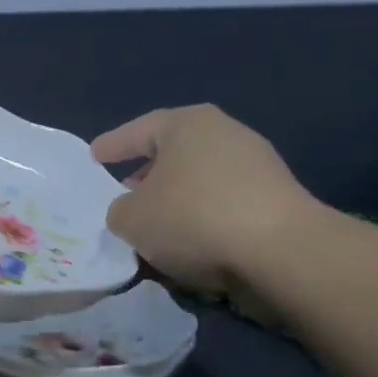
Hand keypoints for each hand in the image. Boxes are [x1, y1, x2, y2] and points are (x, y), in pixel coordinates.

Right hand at [91, 105, 315, 295]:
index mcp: (187, 124)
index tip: (94, 157)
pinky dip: (206, 222)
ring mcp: (259, 166)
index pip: (139, 130)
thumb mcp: (132, 219)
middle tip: (125, 193)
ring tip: (158, 229)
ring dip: (179, 203)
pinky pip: (227, 207)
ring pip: (202, 182)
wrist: (283, 253)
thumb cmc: (194, 218)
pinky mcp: (280, 201)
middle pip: (174, 154)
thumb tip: (131, 213)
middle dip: (148, 175)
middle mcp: (225, 134)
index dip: (113, 146)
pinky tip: (193, 248)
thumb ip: (120, 211)